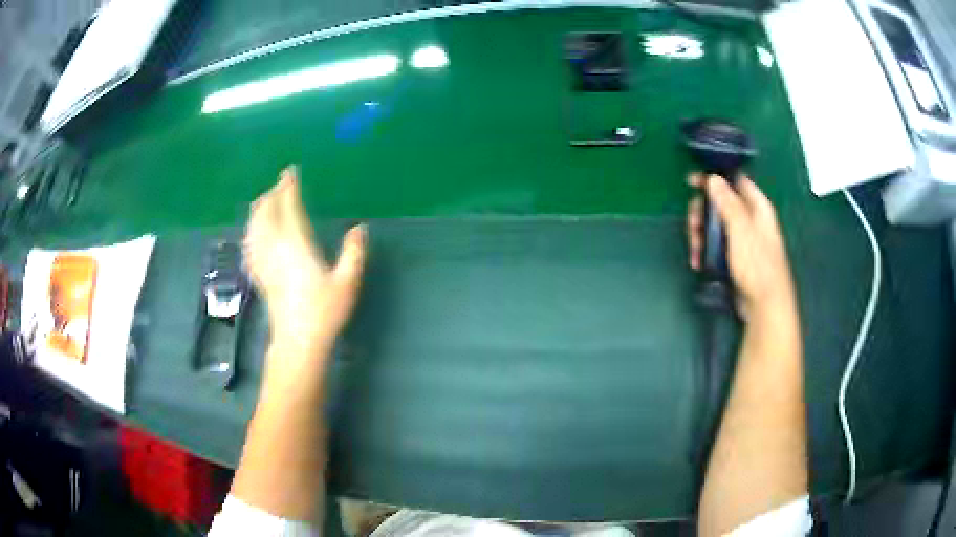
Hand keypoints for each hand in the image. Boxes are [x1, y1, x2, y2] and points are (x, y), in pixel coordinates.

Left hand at [244, 166, 366, 372]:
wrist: (297, 341)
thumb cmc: (323, 312)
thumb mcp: (347, 282)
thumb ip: (354, 252)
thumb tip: (360, 228)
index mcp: (296, 244)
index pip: (288, 207)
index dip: (288, 187)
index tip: (290, 172)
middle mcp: (275, 247)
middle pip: (266, 212)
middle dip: (272, 194)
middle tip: (280, 184)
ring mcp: (264, 261)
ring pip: (254, 226)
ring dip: (259, 209)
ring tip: (266, 200)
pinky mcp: (259, 274)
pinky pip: (250, 244)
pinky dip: (251, 230)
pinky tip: (253, 231)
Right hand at [687, 173, 795, 318]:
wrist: (764, 305)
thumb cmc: (757, 266)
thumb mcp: (741, 230)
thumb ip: (727, 202)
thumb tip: (713, 178)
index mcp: (757, 207)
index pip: (734, 180)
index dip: (714, 178)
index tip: (692, 183)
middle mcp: (749, 218)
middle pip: (719, 203)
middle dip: (702, 213)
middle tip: (693, 225)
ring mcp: (741, 238)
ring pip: (715, 224)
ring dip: (701, 234)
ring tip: (696, 250)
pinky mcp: (734, 256)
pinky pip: (715, 244)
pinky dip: (705, 249)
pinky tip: (699, 261)